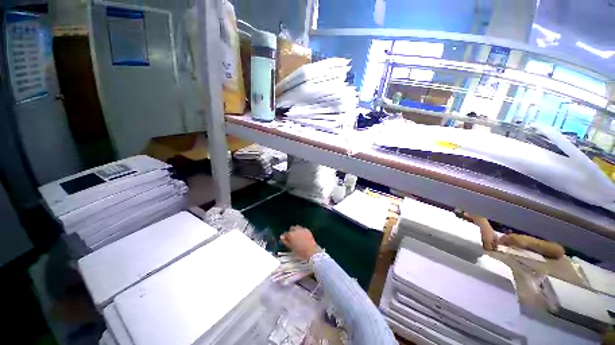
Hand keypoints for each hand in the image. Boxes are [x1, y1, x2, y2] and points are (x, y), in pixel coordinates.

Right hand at [280, 226, 320, 260]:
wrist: (311, 251)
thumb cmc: (300, 251)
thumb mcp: (291, 247)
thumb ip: (285, 241)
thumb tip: (282, 237)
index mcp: (291, 235)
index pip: (285, 234)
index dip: (285, 237)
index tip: (285, 239)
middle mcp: (296, 230)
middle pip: (291, 229)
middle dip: (291, 232)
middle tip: (292, 238)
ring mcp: (302, 229)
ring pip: (297, 227)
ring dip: (296, 230)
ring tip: (297, 236)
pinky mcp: (307, 230)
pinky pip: (302, 229)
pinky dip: (301, 231)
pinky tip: (302, 236)